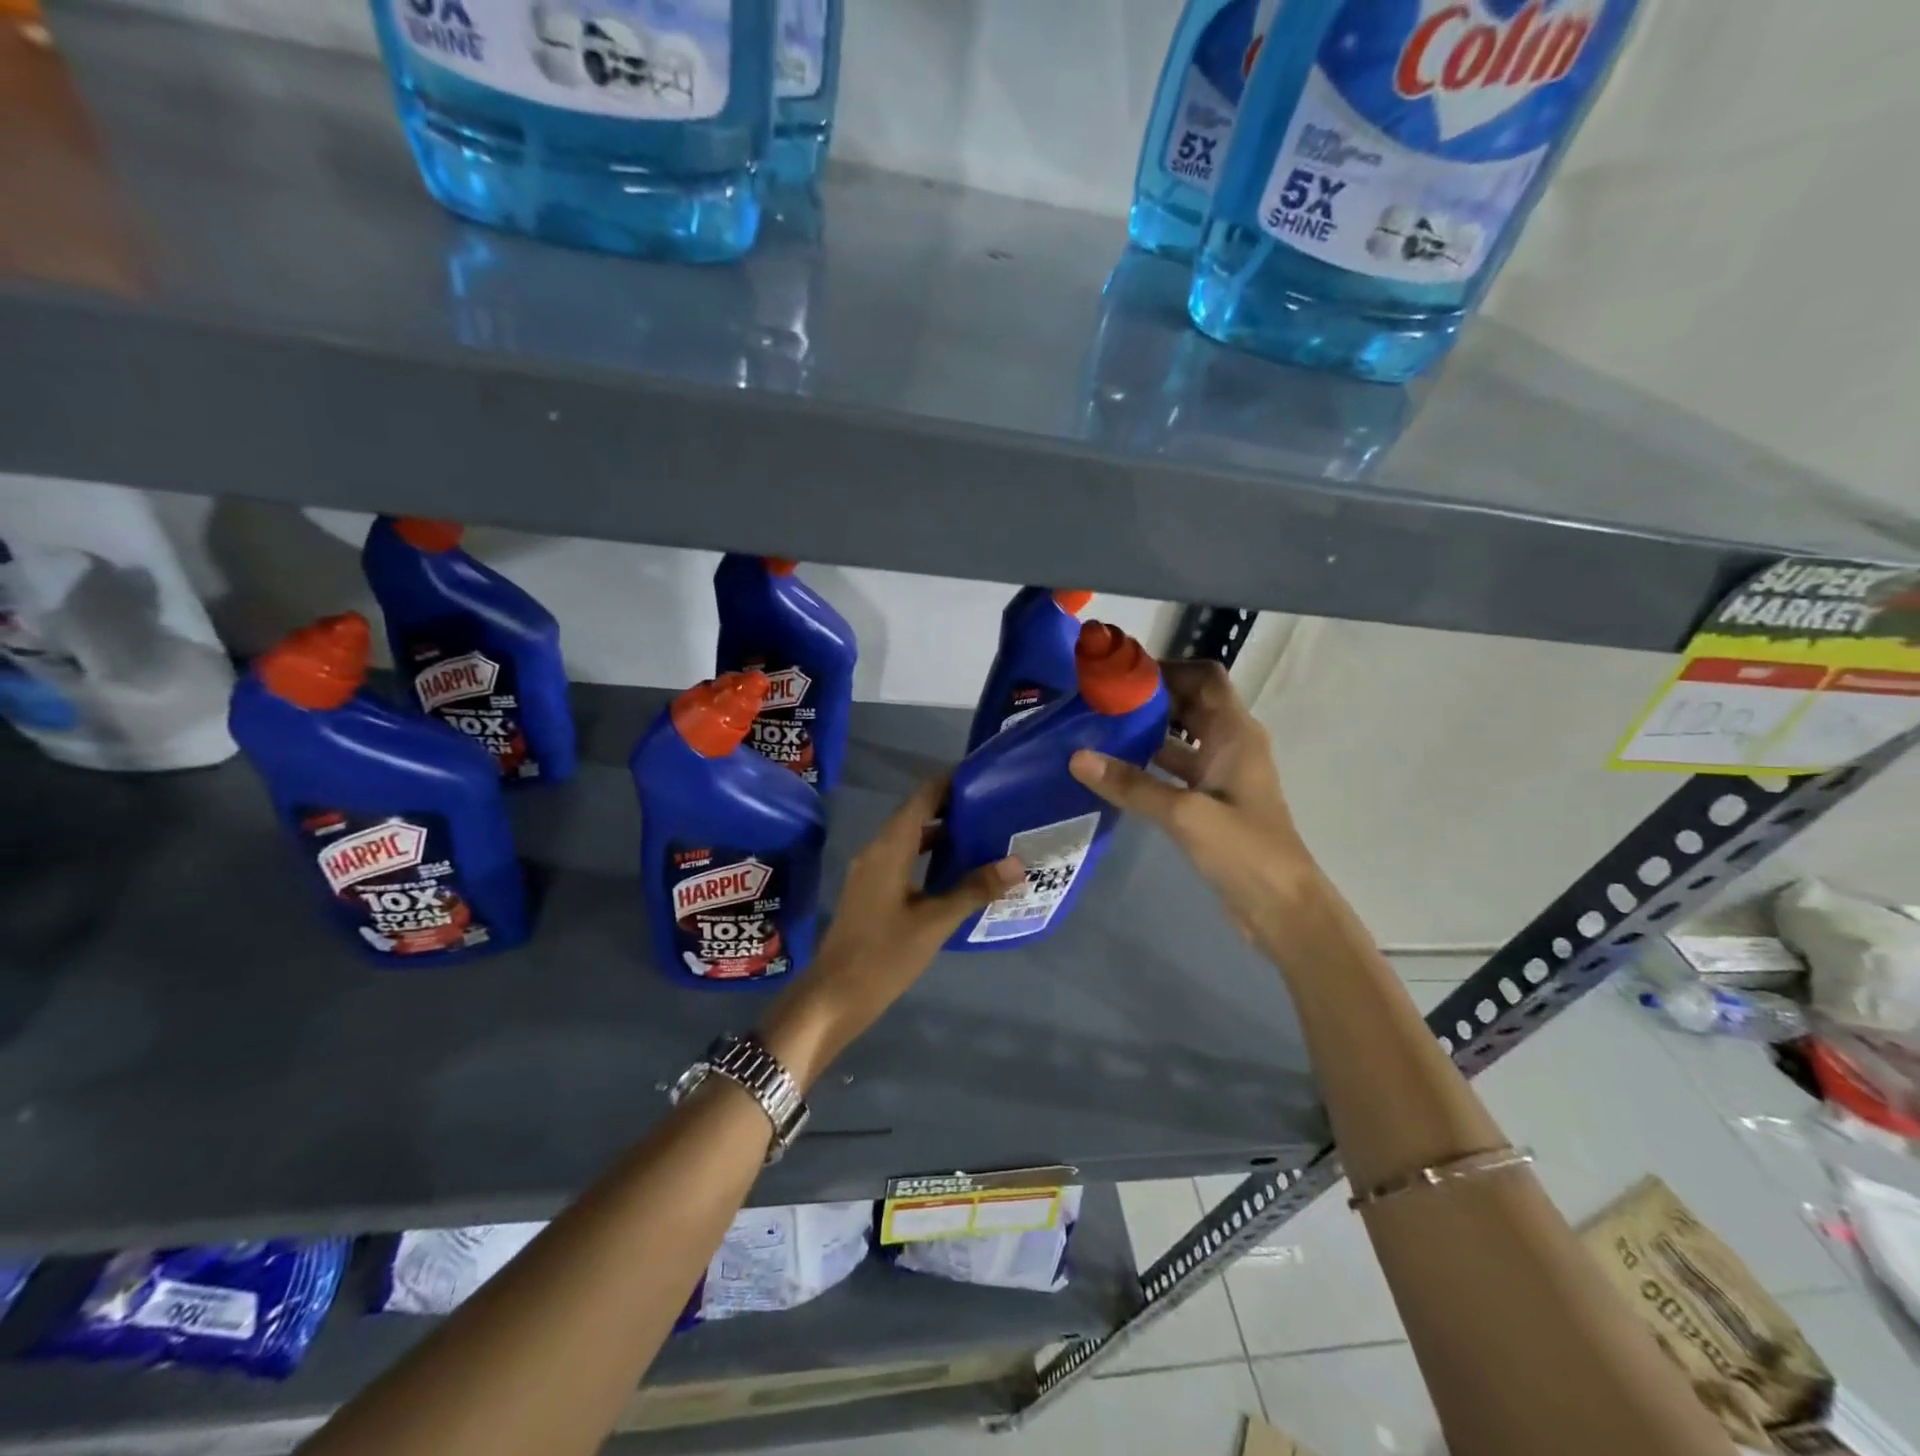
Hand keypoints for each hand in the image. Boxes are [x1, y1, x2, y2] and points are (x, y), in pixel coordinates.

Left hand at [757, 777, 1022, 1086]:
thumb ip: (974, 889)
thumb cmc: (884, 955)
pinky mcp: (870, 891)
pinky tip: (953, 872)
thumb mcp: (934, 922)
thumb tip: (1017, 864)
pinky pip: (902, 859)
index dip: (947, 783)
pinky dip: (927, 856)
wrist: (834, 996)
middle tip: (989, 806)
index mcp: (888, 849)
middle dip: (949, 808)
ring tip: (979, 834)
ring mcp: (869, 872)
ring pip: (908, 839)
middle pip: (914, 816)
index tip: (979, 775)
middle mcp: (876, 851)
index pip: (920, 799)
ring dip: (939, 834)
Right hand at [1069, 659, 1312, 942]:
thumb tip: (1077, 757)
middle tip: (1099, 699)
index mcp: (1236, 733)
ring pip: (1179, 737)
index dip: (1167, 668)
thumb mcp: (1185, 814)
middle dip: (1148, 698)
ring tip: (1098, 728)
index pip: (1204, 677)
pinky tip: (1114, 770)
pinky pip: (1175, 769)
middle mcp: (1230, 744)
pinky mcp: (1210, 802)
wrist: (1282, 908)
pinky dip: (1149, 763)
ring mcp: (1220, 774)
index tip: (1121, 673)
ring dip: (1146, 731)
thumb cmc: (1245, 850)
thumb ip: (1132, 785)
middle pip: (1189, 703)